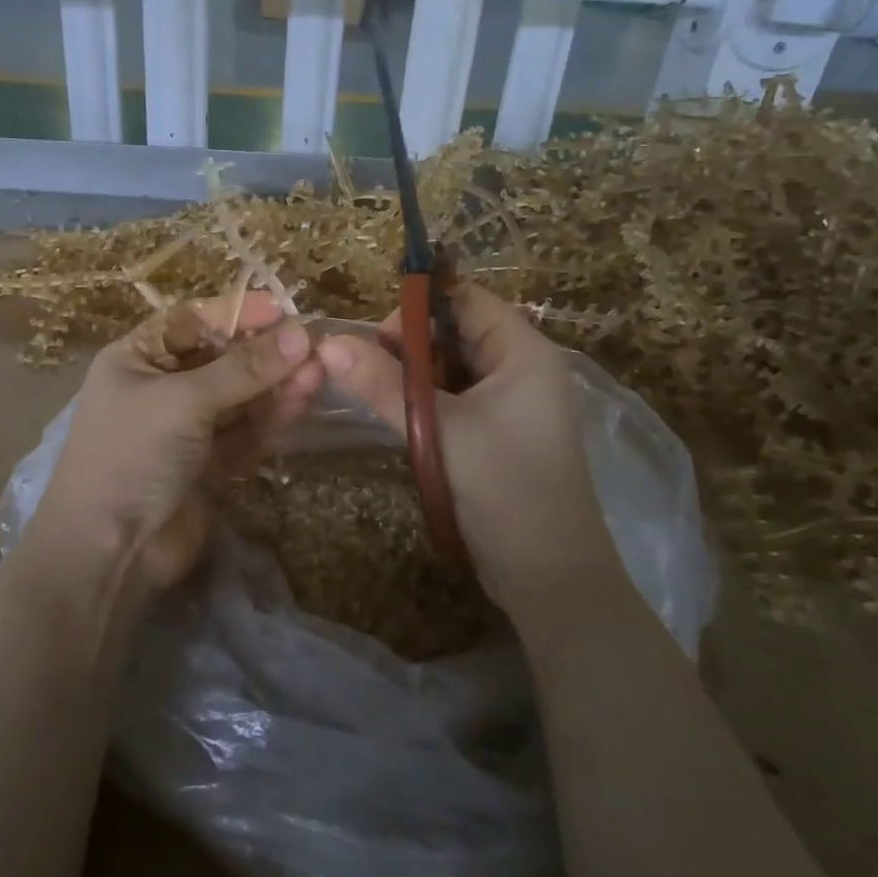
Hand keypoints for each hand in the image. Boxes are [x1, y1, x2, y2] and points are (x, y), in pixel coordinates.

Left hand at [33, 292, 322, 593]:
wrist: (109, 554)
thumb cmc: (132, 456)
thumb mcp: (183, 402)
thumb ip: (243, 370)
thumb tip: (300, 336)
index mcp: (137, 359)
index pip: (192, 321)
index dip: (236, 313)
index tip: (282, 310)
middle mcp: (161, 387)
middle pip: (221, 358)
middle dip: (265, 353)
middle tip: (312, 346)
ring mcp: (186, 428)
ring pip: (239, 396)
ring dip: (276, 385)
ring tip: (318, 372)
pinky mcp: (208, 464)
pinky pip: (245, 430)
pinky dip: (271, 418)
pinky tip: (301, 403)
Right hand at [316, 284, 619, 620]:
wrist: (548, 577)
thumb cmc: (505, 488)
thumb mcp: (439, 430)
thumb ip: (383, 384)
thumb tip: (329, 342)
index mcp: (523, 352)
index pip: (467, 299)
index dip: (420, 305)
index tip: (374, 335)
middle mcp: (518, 368)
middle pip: (454, 331)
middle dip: (408, 344)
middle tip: (366, 369)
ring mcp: (506, 402)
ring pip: (447, 368)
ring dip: (410, 375)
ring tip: (373, 392)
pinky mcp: (491, 432)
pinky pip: (450, 398)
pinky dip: (421, 401)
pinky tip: (395, 416)